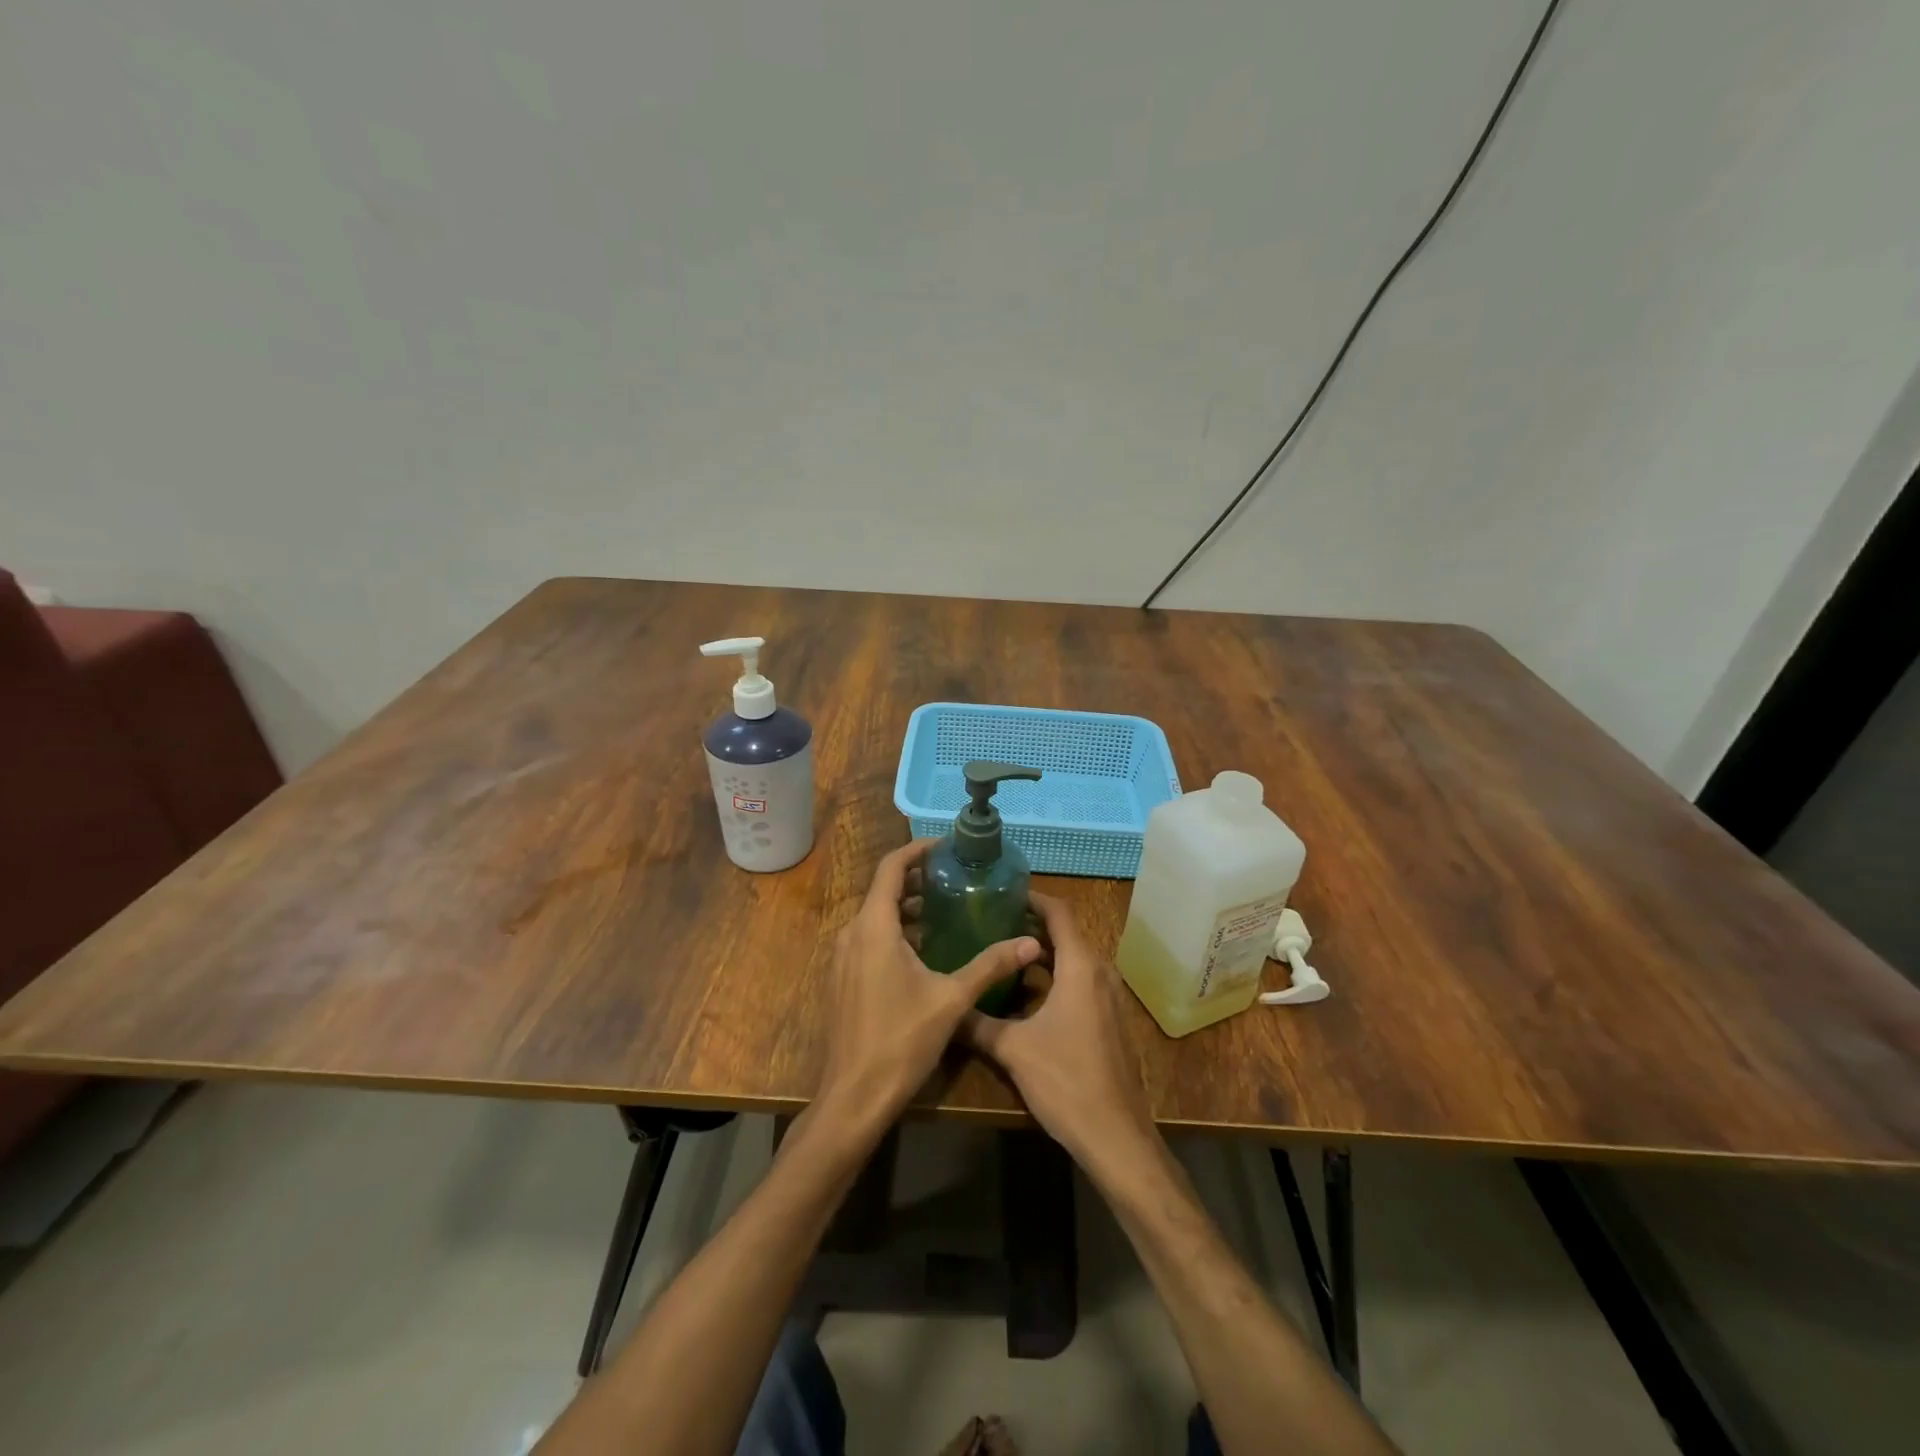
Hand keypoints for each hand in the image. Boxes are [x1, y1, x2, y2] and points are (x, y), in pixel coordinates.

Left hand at [816, 839, 1042, 1134]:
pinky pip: (868, 939)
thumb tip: (1030, 942)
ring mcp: (842, 958)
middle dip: (916, 880)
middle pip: (882, 890)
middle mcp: (851, 934)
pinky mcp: (842, 979)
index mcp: (874, 927)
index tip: (945, 847)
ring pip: (874, 916)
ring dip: (906, 908)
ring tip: (944, 910)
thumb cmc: (901, 1041)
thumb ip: (990, 965)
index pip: (890, 868)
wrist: (854, 1097)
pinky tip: (923, 950)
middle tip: (953, 878)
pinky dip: (894, 931)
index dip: (917, 851)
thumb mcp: (952, 999)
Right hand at [962, 892, 1159, 1174]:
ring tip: (1003, 952)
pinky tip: (1026, 993)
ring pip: (1073, 960)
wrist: (1115, 1136)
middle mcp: (1099, 974)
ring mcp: (1108, 998)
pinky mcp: (1108, 1021)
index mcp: (1080, 967)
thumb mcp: (1013, 1049)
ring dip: (1043, 953)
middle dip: (1031, 925)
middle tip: (992, 921)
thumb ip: (977, 1023)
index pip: (1059, 913)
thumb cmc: (1066, 1081)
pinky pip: (1079, 982)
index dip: (1033, 898)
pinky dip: (1054, 976)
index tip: (1003, 892)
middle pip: (1066, 934)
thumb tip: (945, 1007)